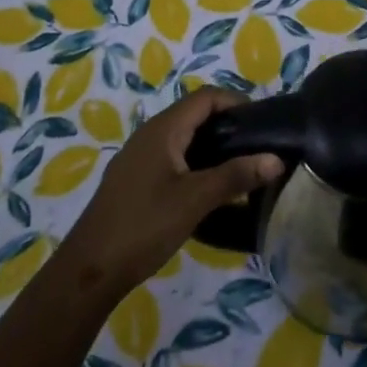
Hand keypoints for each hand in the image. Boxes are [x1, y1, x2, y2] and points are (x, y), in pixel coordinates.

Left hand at [56, 86, 282, 298]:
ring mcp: (140, 157)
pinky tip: (210, 188)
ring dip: (213, 145)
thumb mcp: (195, 200)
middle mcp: (150, 134)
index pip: (206, 97)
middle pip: (195, 114)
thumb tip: (276, 159)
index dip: (236, 102)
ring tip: (241, 167)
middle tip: (258, 146)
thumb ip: (235, 176)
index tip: (263, 122)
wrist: (90, 268)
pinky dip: (197, 162)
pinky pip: (173, 156)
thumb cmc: (144, 225)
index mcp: (163, 129)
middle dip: (228, 124)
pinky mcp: (136, 179)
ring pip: (184, 137)